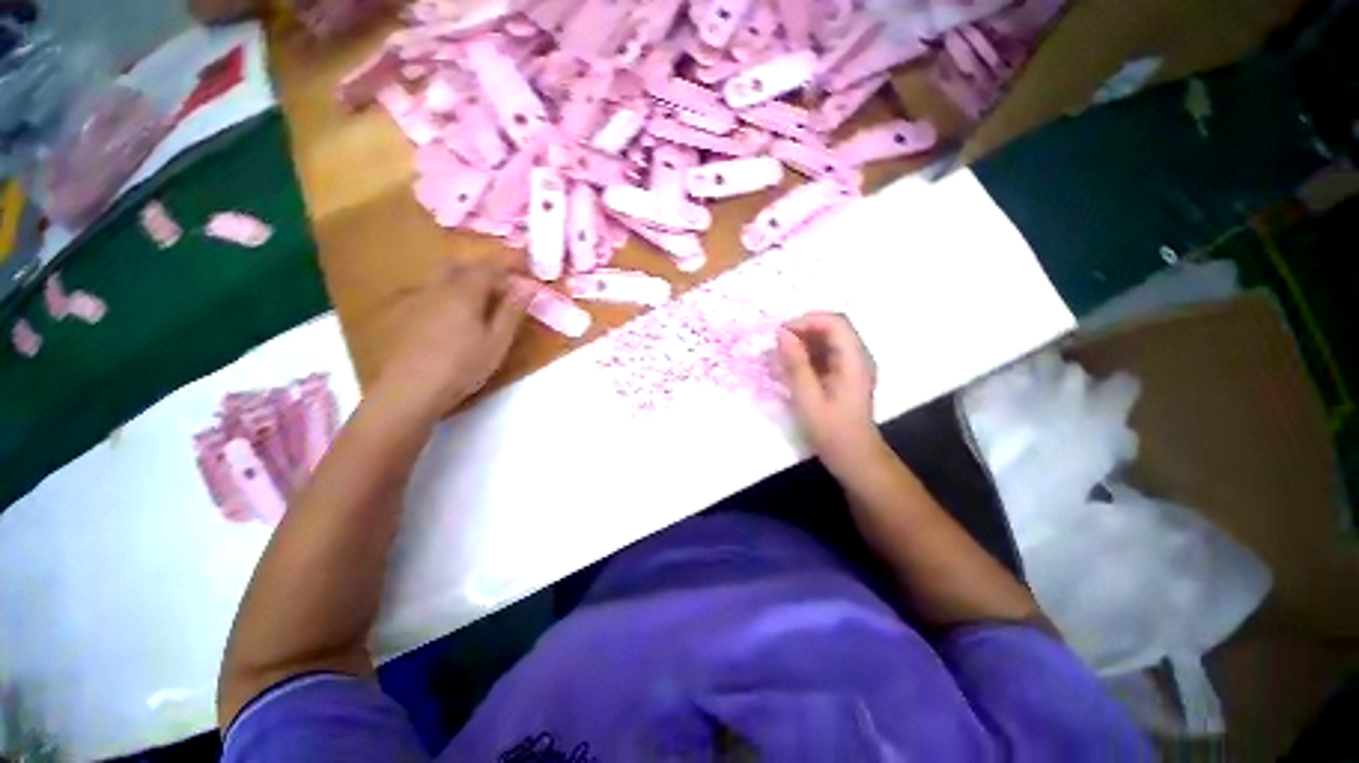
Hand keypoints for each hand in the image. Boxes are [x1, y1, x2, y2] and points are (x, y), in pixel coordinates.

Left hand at [375, 259, 524, 419]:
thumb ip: (512, 311)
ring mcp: (419, 300)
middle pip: (461, 266)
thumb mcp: (497, 341)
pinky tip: (457, 316)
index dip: (509, 262)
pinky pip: (433, 292)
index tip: (526, 263)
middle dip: (484, 269)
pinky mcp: (408, 315)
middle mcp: (438, 288)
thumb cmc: (462, 366)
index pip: (489, 266)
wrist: (411, 390)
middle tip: (504, 285)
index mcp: (463, 291)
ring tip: (483, 300)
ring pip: (444, 278)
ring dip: (466, 280)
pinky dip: (451, 293)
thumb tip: (526, 286)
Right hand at [777, 312, 884, 473]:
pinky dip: (807, 354)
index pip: (835, 323)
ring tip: (781, 356)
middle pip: (832, 328)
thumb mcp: (808, 399)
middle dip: (803, 330)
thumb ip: (796, 365)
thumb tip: (782, 334)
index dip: (807, 321)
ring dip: (803, 341)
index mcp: (854, 361)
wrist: (855, 458)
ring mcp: (852, 365)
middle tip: (777, 345)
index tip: (781, 333)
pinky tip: (792, 366)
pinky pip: (826, 353)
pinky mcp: (844, 374)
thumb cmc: (833, 432)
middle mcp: (857, 357)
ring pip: (828, 339)